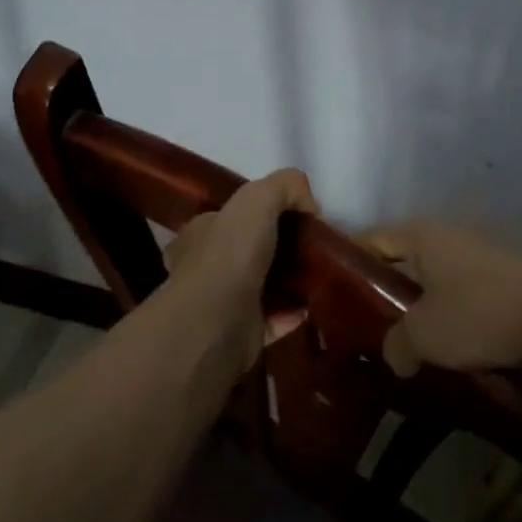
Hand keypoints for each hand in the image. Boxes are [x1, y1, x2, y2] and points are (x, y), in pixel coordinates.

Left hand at [162, 168, 316, 369]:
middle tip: (313, 246)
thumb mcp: (258, 198)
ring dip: (290, 282)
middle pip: (250, 252)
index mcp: (201, 233)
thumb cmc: (230, 254)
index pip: (230, 217)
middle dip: (281, 249)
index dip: (262, 213)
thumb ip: (285, 187)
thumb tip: (309, 205)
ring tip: (320, 273)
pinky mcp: (242, 334)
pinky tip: (314, 303)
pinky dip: (294, 312)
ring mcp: (223, 304)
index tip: (296, 217)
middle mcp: (206, 267)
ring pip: (263, 286)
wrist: (216, 323)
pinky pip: (275, 319)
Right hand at [357, 221, 521, 378]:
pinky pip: (458, 301)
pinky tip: (437, 353)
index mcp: (423, 235)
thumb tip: (395, 356)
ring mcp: (477, 260)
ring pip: (431, 285)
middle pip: (400, 263)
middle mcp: (448, 239)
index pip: (371, 239)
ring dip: (415, 313)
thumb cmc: (480, 313)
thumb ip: (395, 344)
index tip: (327, 295)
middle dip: (380, 295)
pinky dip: (445, 321)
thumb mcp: (424, 333)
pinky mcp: (500, 285)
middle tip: (359, 330)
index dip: (346, 264)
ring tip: (396, 347)